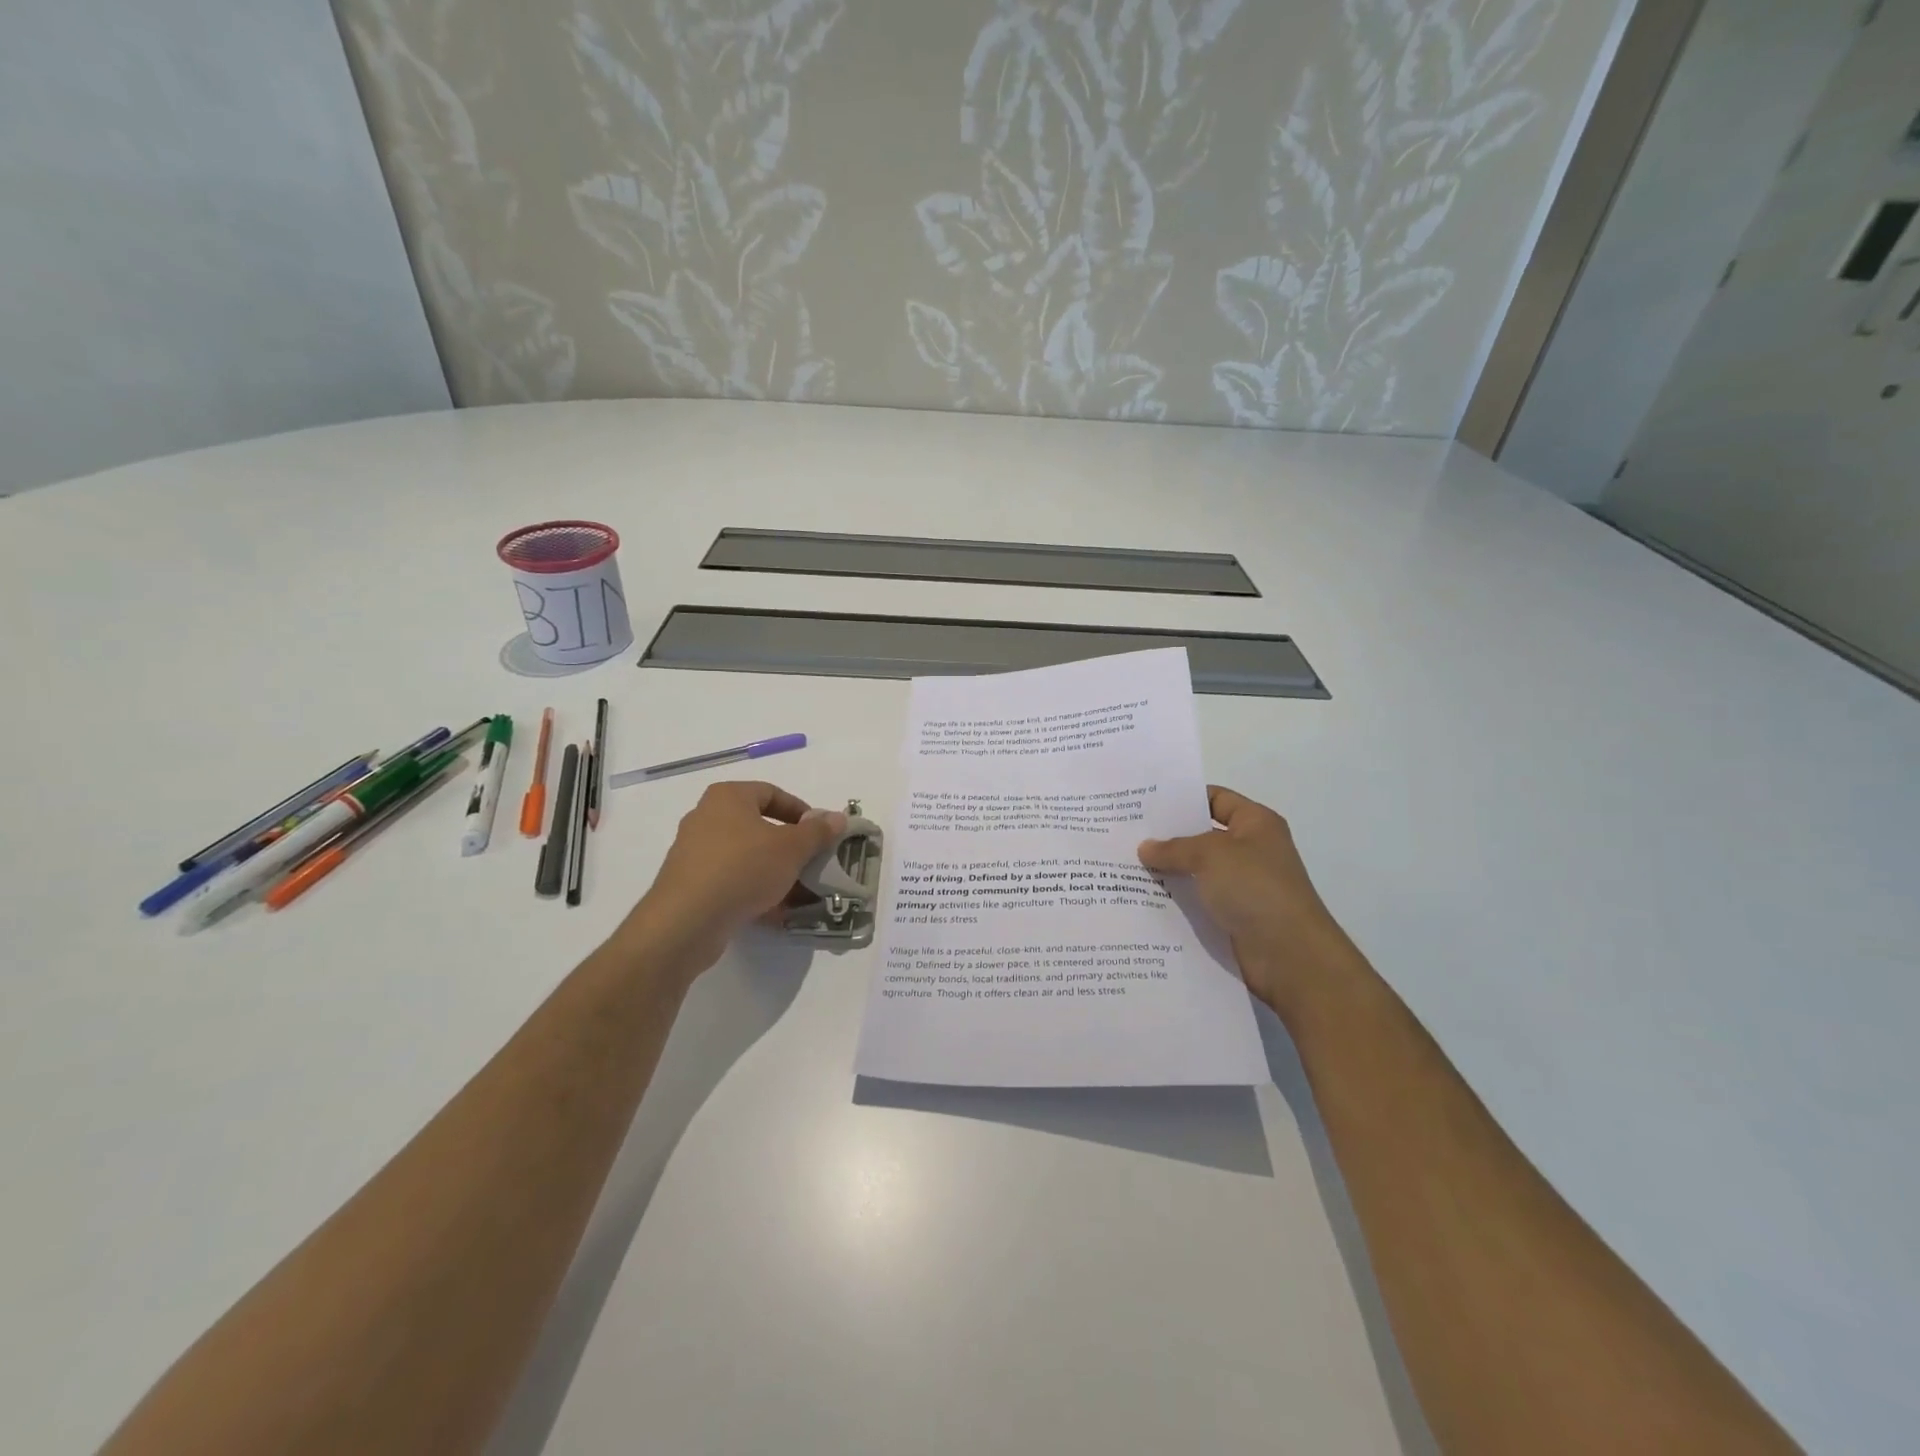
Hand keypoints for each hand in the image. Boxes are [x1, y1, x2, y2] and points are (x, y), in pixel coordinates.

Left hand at [623, 782, 845, 977]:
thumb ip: (817, 832)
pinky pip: (731, 881)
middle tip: (812, 863)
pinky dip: (754, 891)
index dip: (801, 812)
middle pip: (759, 826)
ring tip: (799, 892)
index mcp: (728, 797)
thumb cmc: (743, 869)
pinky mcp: (690, 885)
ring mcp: (694, 853)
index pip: (772, 793)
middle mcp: (706, 818)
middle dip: (790, 847)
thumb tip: (837, 818)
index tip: (820, 834)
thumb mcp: (791, 848)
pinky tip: (775, 912)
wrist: (687, 921)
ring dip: (775, 872)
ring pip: (746, 857)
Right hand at [1139, 786, 1365, 1017]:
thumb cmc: (1255, 889)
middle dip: (1167, 836)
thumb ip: (1174, 848)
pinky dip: (1174, 898)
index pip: (1215, 799)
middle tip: (1126, 833)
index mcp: (1255, 823)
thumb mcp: (1211, 855)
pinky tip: (1142, 897)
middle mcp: (1250, 850)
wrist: (1289, 956)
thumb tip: (1145, 847)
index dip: (1183, 798)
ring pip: (1195, 870)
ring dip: (1167, 870)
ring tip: (1124, 865)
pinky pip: (1197, 900)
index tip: (1145, 803)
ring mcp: (1241, 885)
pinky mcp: (1231, 916)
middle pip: (1201, 835)